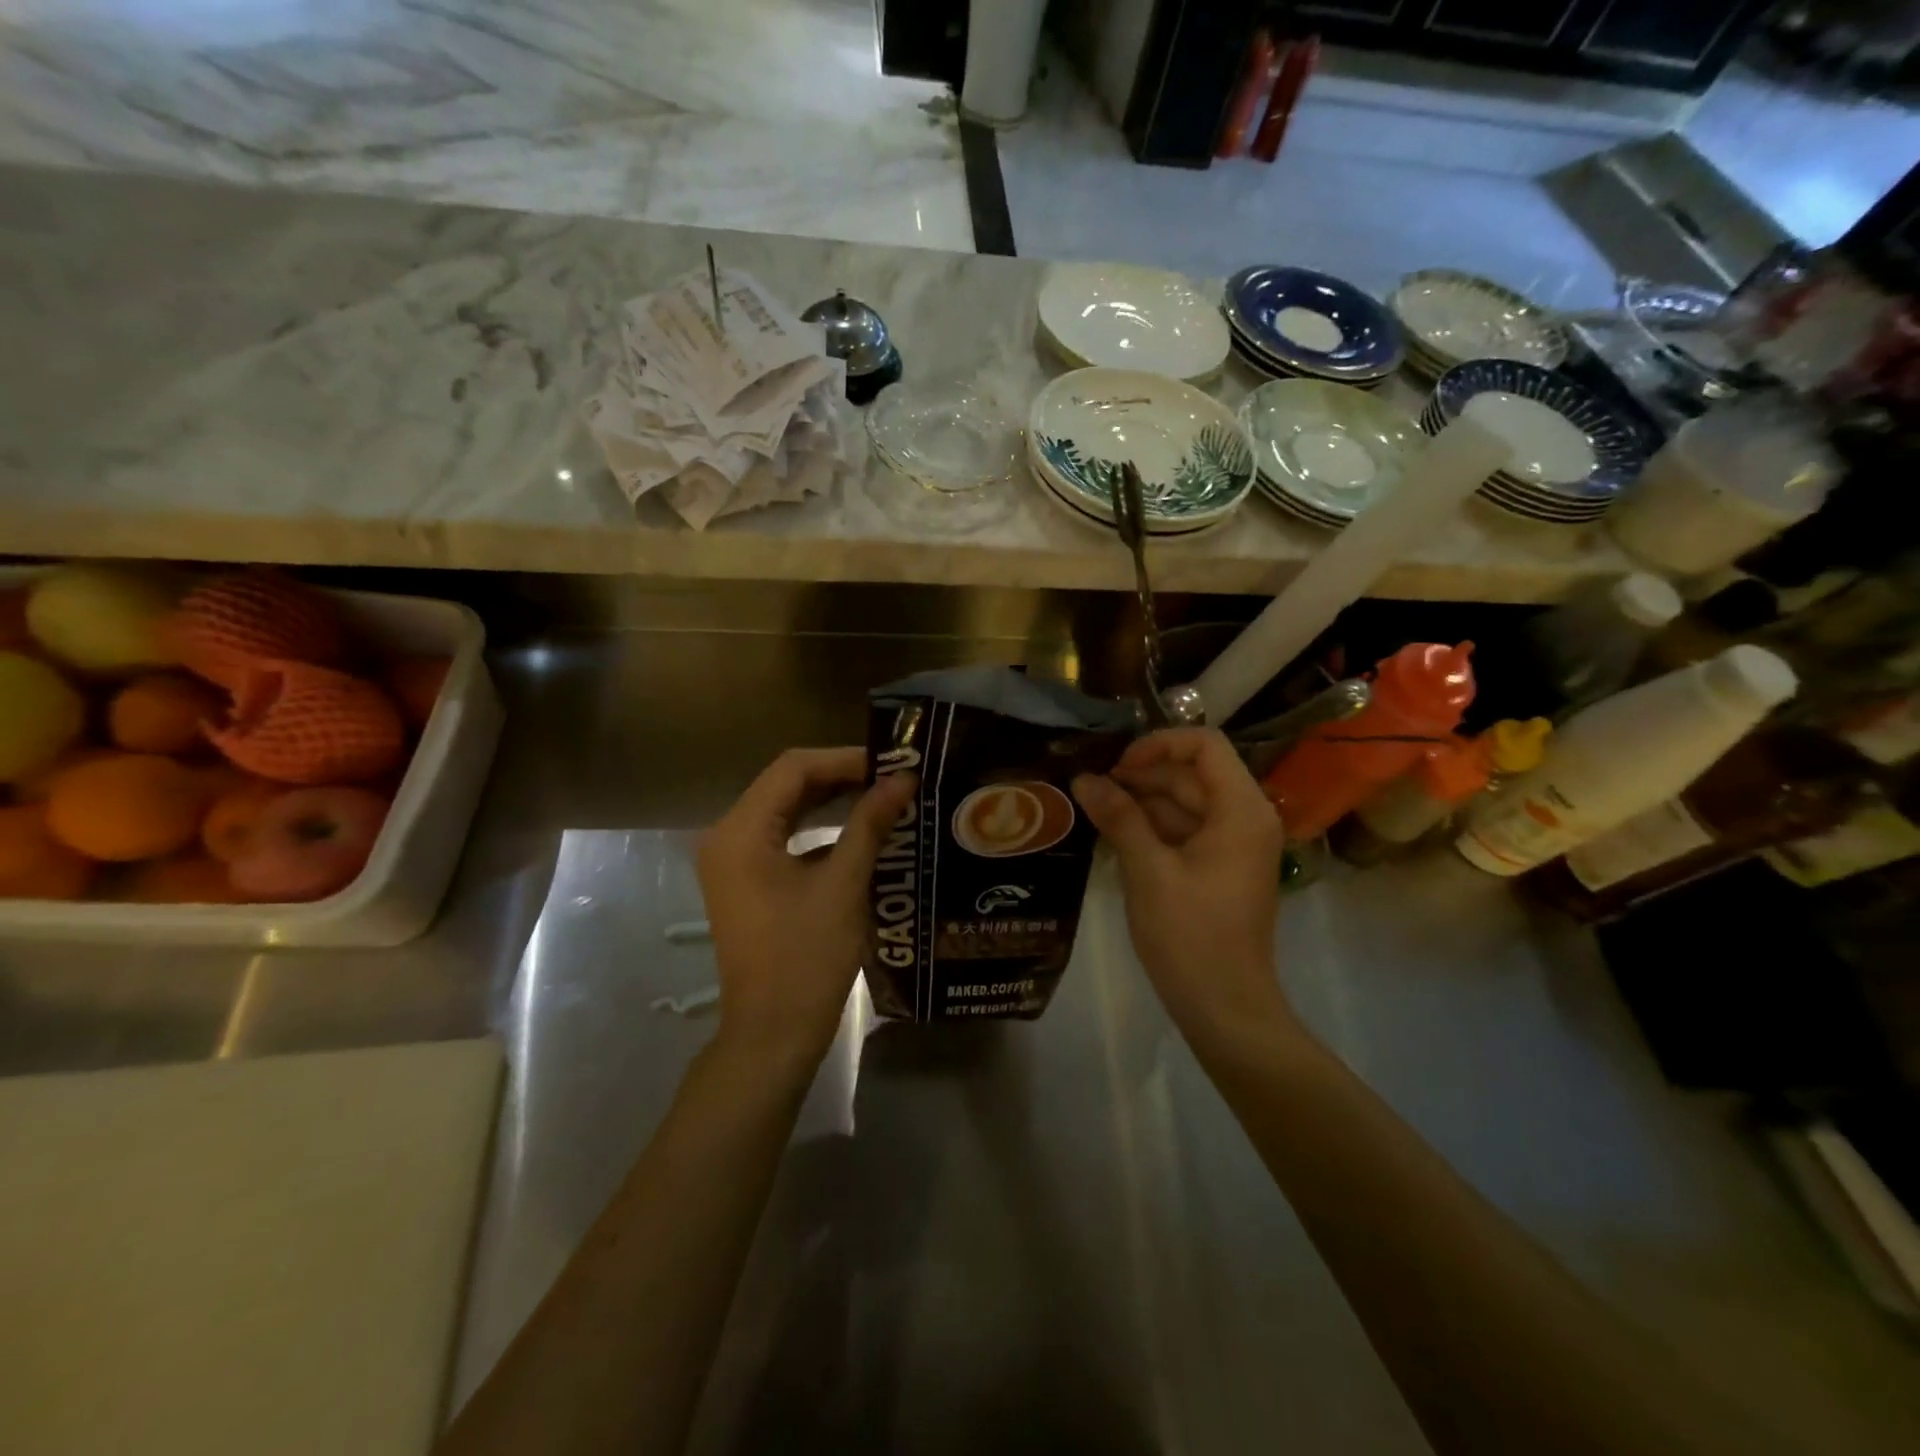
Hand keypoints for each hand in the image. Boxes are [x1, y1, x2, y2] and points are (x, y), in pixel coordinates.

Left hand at [697, 748, 914, 1071]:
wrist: (773, 1034)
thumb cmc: (807, 958)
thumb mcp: (844, 885)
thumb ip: (870, 824)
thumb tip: (904, 780)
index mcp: (741, 831)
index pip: (793, 768)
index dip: (845, 759)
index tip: (892, 763)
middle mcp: (727, 836)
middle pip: (786, 785)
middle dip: (841, 777)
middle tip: (893, 777)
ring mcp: (732, 861)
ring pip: (785, 810)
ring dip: (831, 801)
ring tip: (882, 796)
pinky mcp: (745, 881)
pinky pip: (783, 837)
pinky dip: (818, 829)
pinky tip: (858, 830)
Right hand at [1072, 728, 1293, 1039]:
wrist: (1224, 1006)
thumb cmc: (1190, 935)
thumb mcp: (1148, 870)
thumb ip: (1119, 817)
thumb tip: (1084, 778)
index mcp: (1240, 810)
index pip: (1204, 745)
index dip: (1158, 745)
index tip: (1117, 767)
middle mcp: (1245, 817)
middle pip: (1191, 774)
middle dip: (1142, 776)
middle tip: (1091, 788)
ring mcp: (1234, 844)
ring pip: (1185, 803)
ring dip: (1142, 802)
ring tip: (1094, 809)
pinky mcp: (1220, 866)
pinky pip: (1185, 830)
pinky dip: (1152, 827)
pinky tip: (1113, 834)